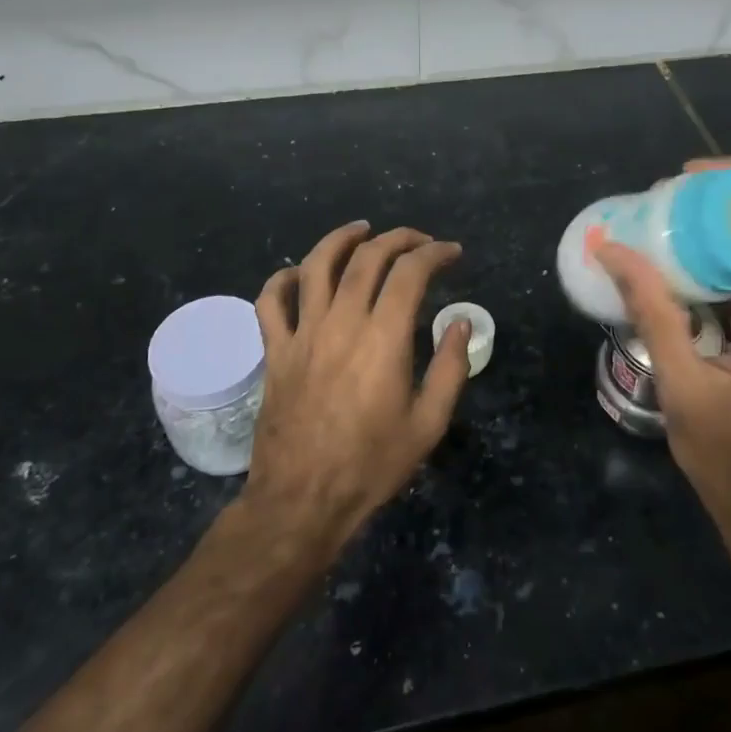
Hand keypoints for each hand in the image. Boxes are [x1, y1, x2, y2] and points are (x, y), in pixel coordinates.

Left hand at [244, 222, 471, 556]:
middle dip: (397, 238)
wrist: (302, 501)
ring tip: (362, 230)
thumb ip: (450, 367)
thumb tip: (460, 322)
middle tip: (418, 240)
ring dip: (341, 239)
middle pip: (367, 257)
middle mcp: (341, 322)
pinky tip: (299, 274)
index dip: (434, 253)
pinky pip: (270, 302)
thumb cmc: (372, 464)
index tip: (451, 253)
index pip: (410, 272)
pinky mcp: (275, 351)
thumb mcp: (429, 424)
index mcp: (384, 338)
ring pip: (316, 265)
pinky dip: (283, 279)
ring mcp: (302, 334)